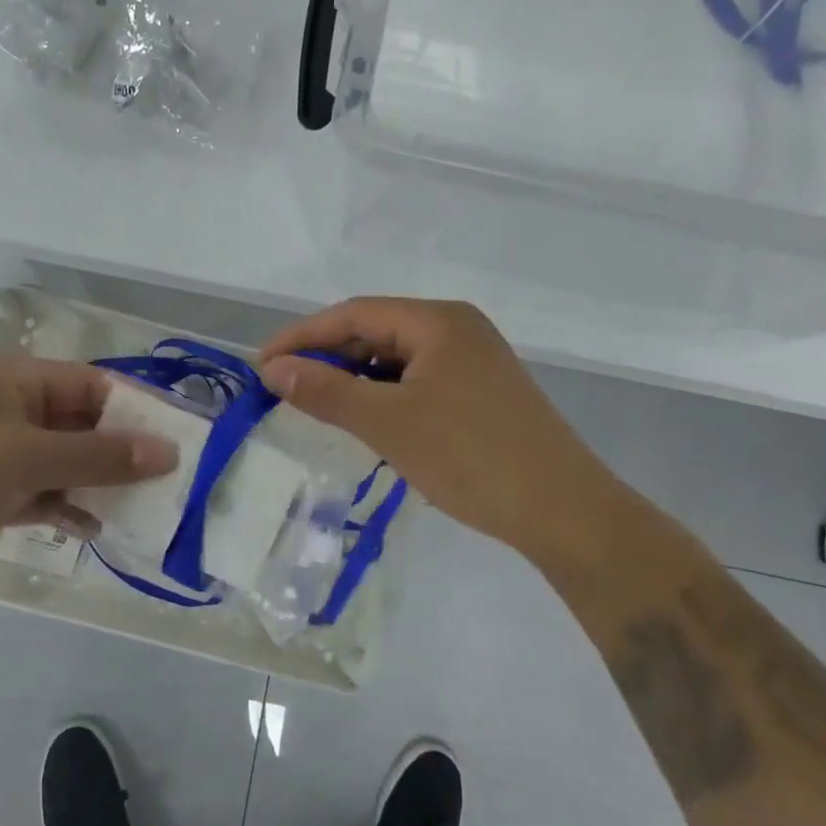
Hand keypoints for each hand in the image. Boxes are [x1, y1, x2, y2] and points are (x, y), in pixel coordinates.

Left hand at [0, 356, 176, 602]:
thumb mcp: (27, 460)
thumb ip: (100, 457)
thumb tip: (169, 452)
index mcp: (14, 381)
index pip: (90, 384)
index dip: (133, 409)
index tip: (174, 439)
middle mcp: (6, 409)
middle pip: (78, 424)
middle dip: (117, 452)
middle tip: (164, 481)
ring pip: (60, 462)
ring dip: (93, 483)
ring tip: (138, 510)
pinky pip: (36, 492)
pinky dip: (62, 507)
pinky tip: (90, 530)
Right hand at [258, 298, 635, 566]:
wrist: (563, 511)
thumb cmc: (469, 457)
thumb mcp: (387, 422)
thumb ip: (326, 390)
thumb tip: (273, 369)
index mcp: (437, 320)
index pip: (353, 314)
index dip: (302, 337)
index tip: (261, 366)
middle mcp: (457, 328)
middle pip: (375, 331)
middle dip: (328, 358)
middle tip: (285, 390)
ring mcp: (474, 360)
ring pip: (396, 359)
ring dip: (355, 379)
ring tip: (321, 408)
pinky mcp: (482, 392)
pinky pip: (418, 381)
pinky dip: (385, 396)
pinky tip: (369, 422)